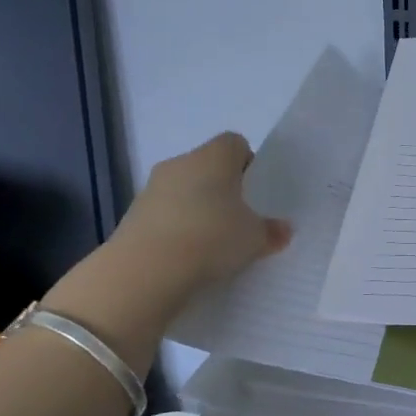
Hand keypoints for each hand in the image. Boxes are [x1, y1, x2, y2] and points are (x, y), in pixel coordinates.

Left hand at [43, 133, 289, 369]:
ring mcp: (152, 188)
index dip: (248, 164)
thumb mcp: (254, 239)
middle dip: (222, 190)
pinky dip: (175, 229)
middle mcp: (181, 163)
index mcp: (214, 157)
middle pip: (208, 167)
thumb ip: (272, 231)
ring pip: (184, 191)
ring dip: (197, 210)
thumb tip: (283, 229)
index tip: (255, 193)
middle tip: (238, 220)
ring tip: (211, 244)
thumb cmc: (211, 239)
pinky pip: (164, 215)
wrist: (144, 272)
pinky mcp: (132, 216)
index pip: (235, 144)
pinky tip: (186, 257)